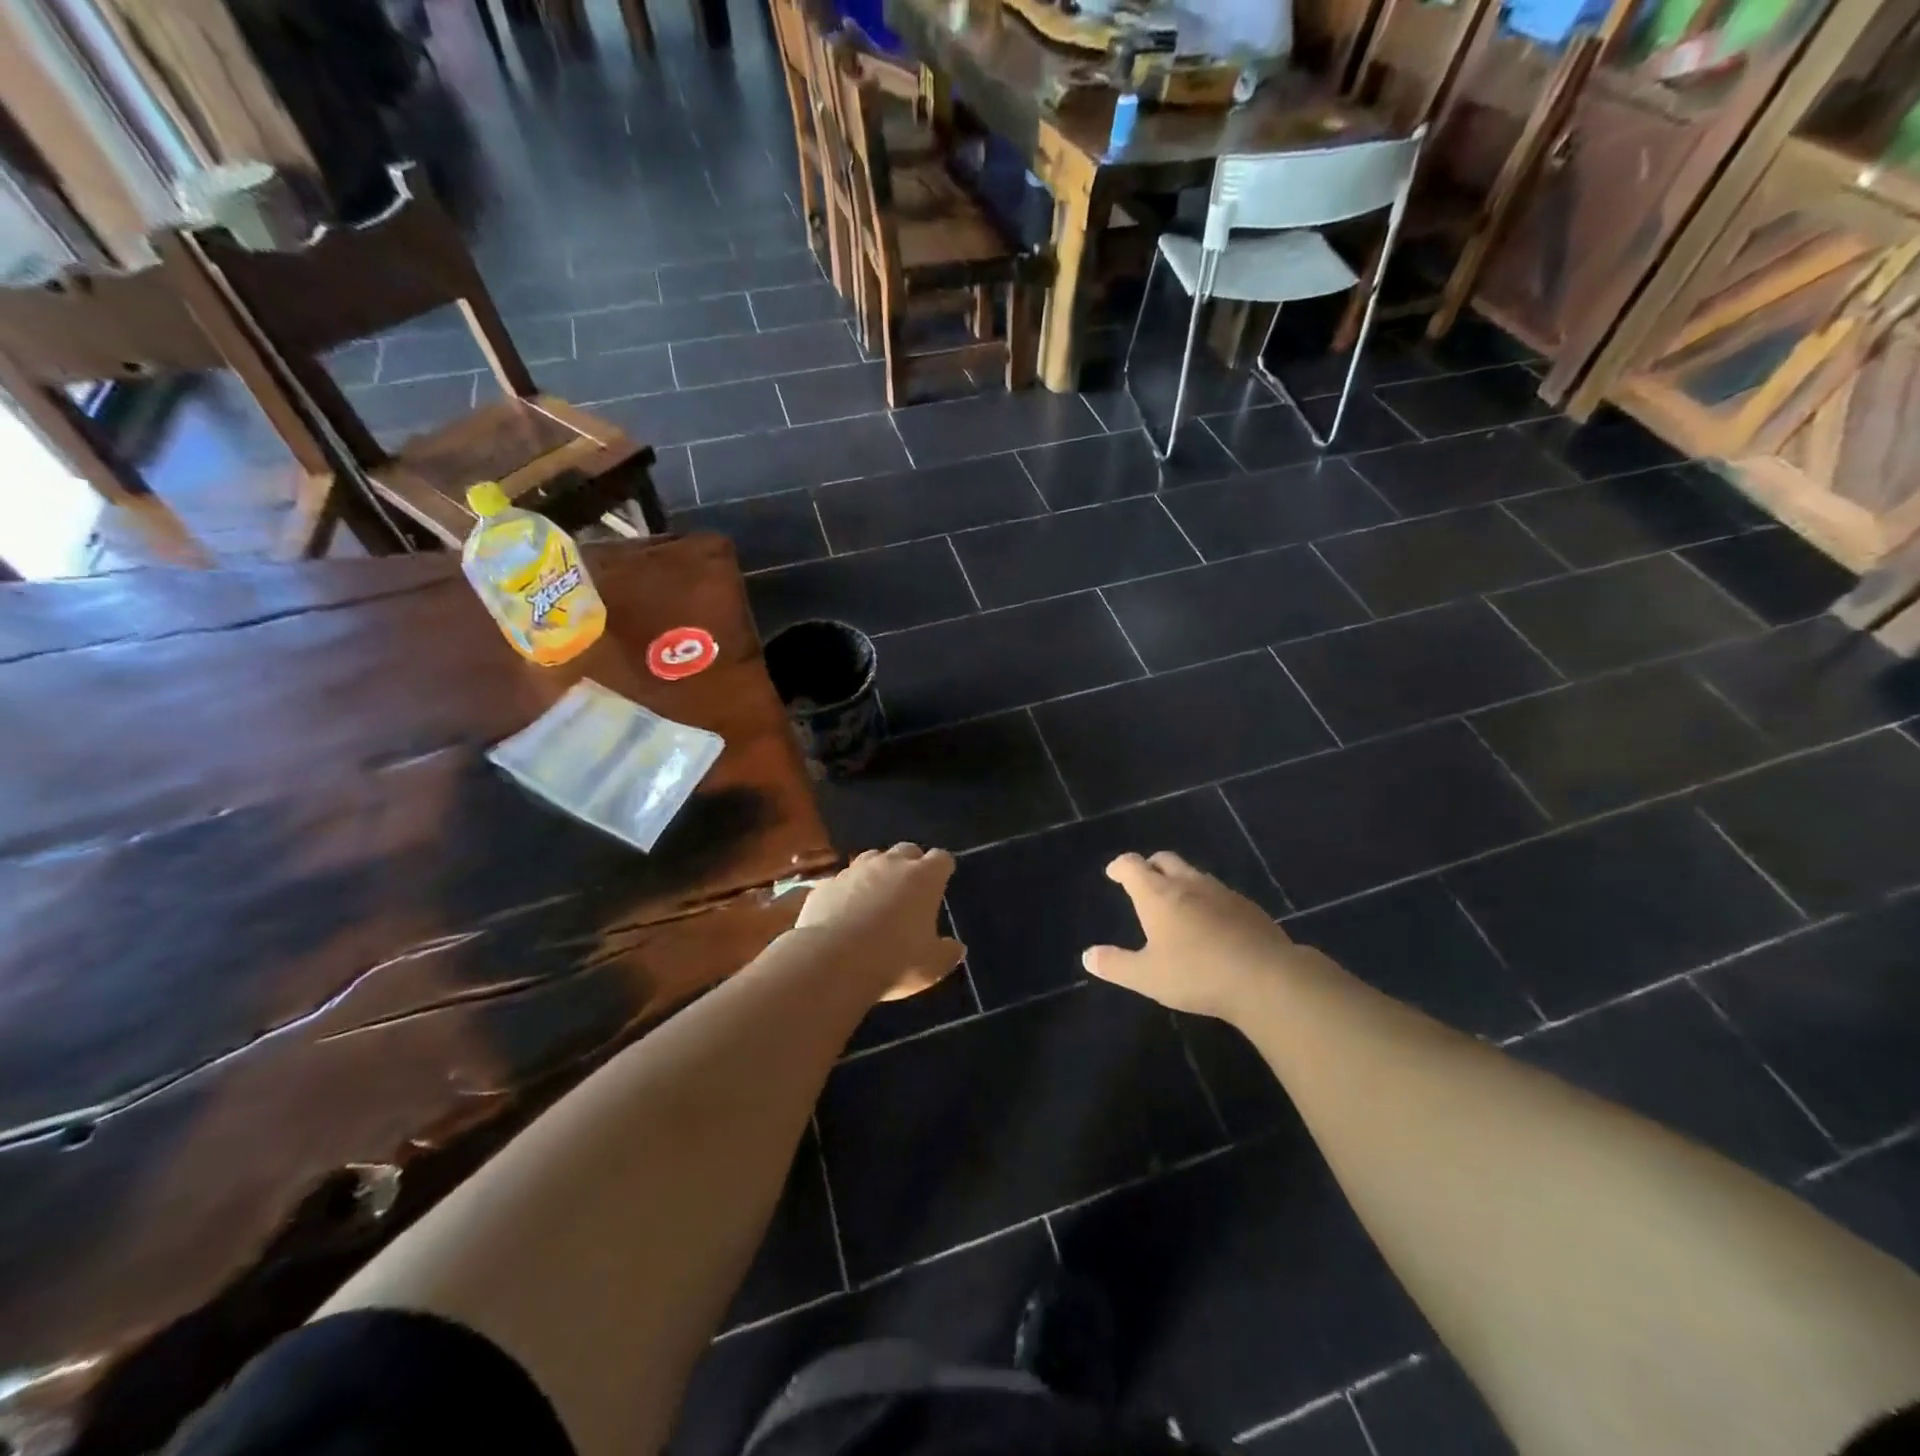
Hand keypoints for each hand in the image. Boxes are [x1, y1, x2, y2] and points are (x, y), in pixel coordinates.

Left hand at [796, 844, 965, 1000]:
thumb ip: (947, 953)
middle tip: (911, 888)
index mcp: (924, 877)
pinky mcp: (827, 884)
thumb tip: (956, 948)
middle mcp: (891, 864)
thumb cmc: (895, 960)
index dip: (942, 869)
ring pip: (872, 859)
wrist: (834, 961)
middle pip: (907, 850)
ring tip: (877, 897)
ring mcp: (855, 870)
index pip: (941, 859)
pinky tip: (845, 912)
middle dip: (911, 864)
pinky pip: (843, 881)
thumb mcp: (932, 965)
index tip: (942, 880)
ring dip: (878, 872)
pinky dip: (848, 891)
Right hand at [1083, 852, 1302, 1018]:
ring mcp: (1221, 892)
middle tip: (1143, 880)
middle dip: (1150, 865)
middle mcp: (1188, 884)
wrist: (1266, 978)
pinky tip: (1211, 922)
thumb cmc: (1197, 974)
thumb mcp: (1147, 976)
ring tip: (1176, 901)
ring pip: (1194, 874)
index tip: (1114, 872)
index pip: (1133, 866)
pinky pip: (1218, 892)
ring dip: (1180, 880)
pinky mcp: (1247, 906)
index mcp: (1158, 895)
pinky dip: (1206, 898)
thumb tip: (1088, 956)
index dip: (1120, 866)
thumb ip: (1116, 965)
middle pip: (1164, 860)